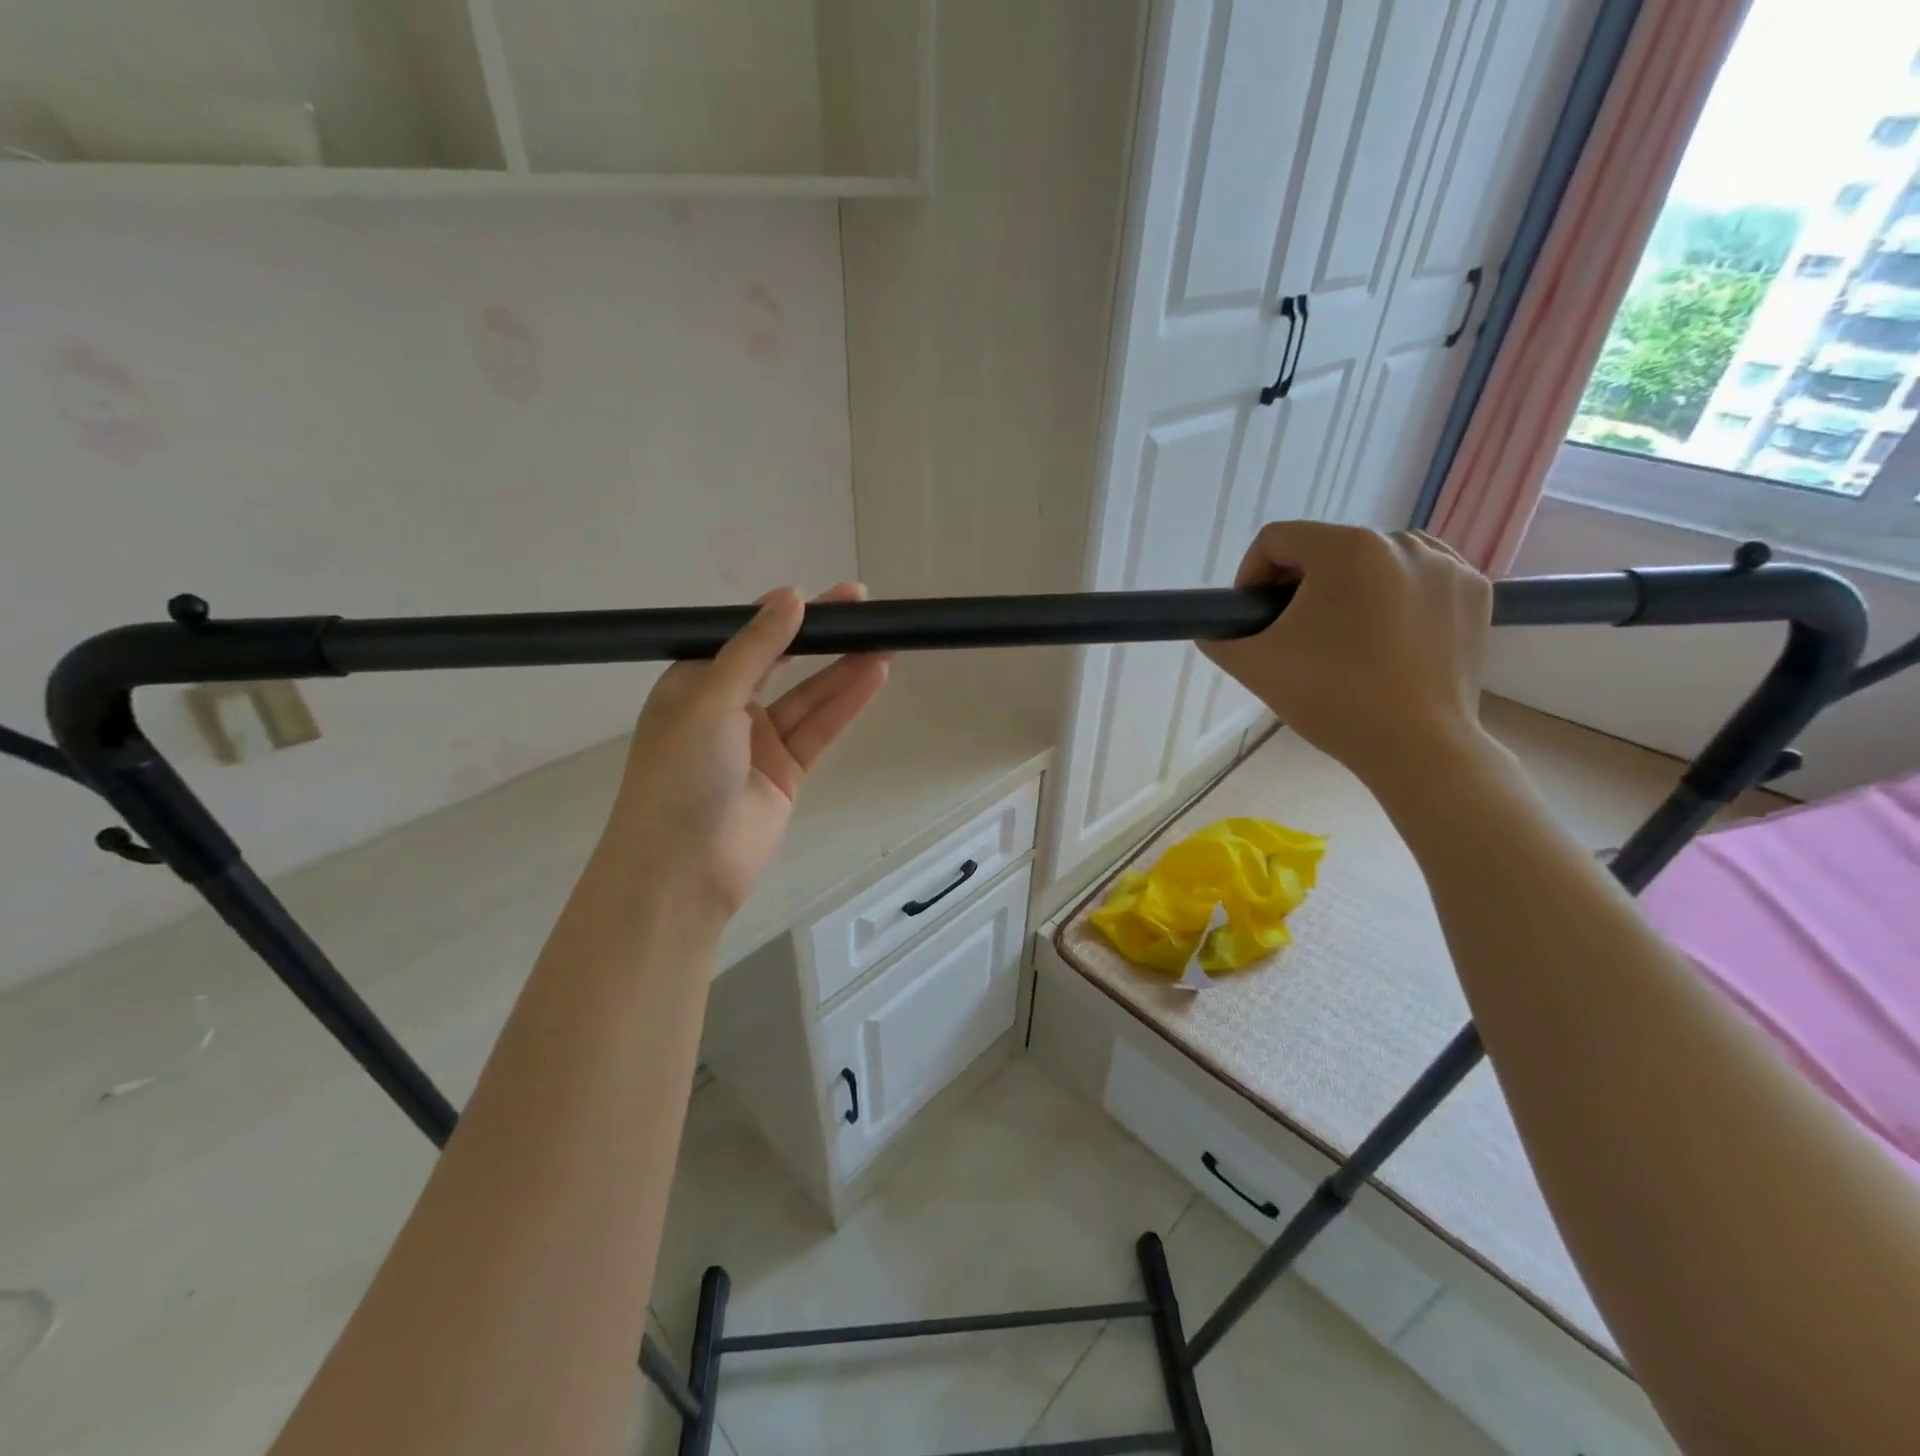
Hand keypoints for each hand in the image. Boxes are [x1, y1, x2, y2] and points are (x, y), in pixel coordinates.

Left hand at [602, 584, 889, 920]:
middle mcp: (726, 708)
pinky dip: (846, 704)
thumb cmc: (681, 773)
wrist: (683, 869)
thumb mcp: (710, 699)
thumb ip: (755, 649)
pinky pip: (820, 730)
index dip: (787, 614)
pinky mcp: (786, 773)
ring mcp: (758, 742)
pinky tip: (874, 676)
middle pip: (783, 662)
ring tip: (886, 639)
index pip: (747, 637)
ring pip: (809, 696)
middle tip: (865, 607)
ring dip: (844, 669)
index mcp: (694, 683)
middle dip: (822, 636)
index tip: (828, 596)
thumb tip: (789, 596)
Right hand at [1199, 522, 1493, 792]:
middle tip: (1294, 634)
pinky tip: (1385, 637)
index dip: (1251, 575)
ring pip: (1373, 560)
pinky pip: (1418, 577)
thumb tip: (1216, 628)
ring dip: (1348, 588)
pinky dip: (1395, 597)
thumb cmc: (1330, 698)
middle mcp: (1402, 541)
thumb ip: (1218, 636)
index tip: (1253, 618)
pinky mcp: (1475, 591)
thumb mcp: (1253, 665)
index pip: (1277, 539)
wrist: (1417, 747)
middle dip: (1300, 585)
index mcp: (1346, 549)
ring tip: (1342, 636)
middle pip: (1326, 548)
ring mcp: (1447, 564)